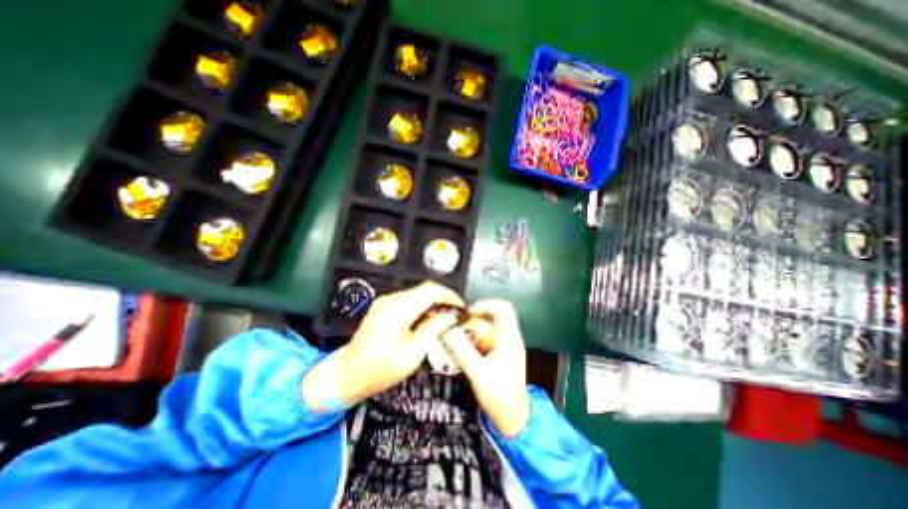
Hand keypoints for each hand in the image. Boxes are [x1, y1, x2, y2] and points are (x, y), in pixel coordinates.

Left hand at [305, 282, 463, 412]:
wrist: (346, 375)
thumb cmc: (377, 370)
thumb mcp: (411, 355)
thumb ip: (432, 330)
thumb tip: (450, 316)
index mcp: (396, 311)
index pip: (430, 291)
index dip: (449, 296)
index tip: (461, 308)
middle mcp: (390, 300)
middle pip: (425, 289)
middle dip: (443, 299)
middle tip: (455, 315)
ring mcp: (386, 301)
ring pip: (419, 293)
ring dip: (434, 303)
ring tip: (445, 320)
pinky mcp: (385, 306)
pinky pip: (410, 300)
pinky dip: (423, 306)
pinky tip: (428, 320)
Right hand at [442, 298, 528, 436]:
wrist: (512, 418)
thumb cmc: (499, 395)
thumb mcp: (478, 373)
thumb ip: (463, 351)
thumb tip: (449, 331)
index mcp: (509, 338)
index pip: (503, 308)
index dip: (485, 304)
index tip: (468, 312)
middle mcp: (508, 338)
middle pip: (491, 318)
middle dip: (472, 323)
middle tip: (456, 330)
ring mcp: (504, 346)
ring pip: (486, 329)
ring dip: (470, 334)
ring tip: (455, 343)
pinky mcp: (499, 354)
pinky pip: (484, 341)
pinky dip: (472, 343)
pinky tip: (462, 352)